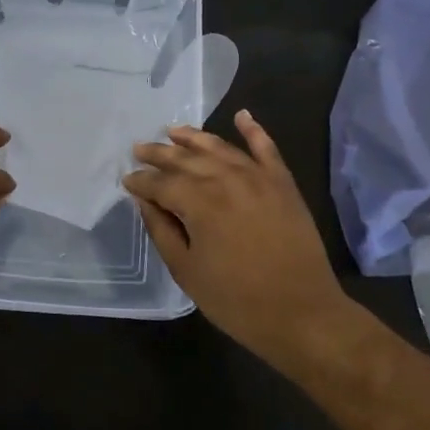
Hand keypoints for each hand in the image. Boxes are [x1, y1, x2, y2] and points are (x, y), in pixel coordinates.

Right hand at [123, 111, 350, 366]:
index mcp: (199, 202)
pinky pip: (266, 148)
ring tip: (172, 130)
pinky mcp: (283, 183)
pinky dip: (253, 130)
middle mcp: (226, 179)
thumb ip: (162, 230)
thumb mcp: (187, 271)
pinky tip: (242, 115)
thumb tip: (144, 201)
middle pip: (185, 159)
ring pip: (219, 147)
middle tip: (139, 148)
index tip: (127, 181)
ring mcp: (258, 177)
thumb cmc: (237, 300)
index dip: (141, 182)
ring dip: (193, 137)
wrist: (303, 314)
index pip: (161, 183)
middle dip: (159, 153)